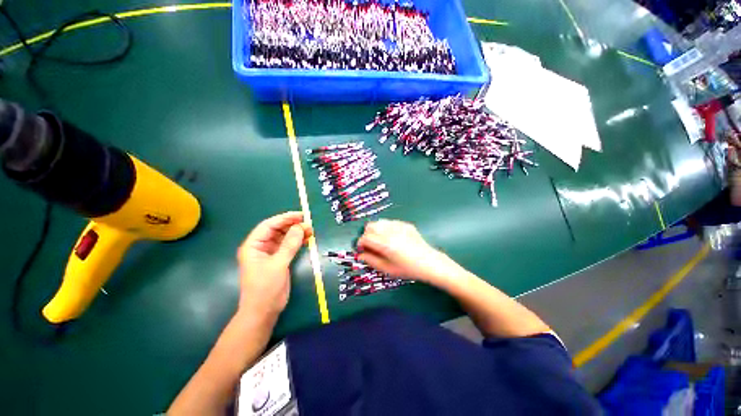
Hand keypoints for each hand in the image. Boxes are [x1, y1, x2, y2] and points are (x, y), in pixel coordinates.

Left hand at [236, 212, 311, 316]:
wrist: (264, 311)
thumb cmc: (265, 288)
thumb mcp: (278, 265)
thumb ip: (289, 245)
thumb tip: (300, 227)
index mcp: (253, 246)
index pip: (268, 225)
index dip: (284, 218)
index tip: (300, 215)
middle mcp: (260, 247)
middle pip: (277, 230)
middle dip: (292, 225)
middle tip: (308, 224)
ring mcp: (270, 253)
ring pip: (284, 237)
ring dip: (296, 233)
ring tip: (310, 231)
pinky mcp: (278, 259)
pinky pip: (288, 246)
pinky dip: (297, 241)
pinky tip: (307, 239)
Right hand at [357, 220, 458, 284]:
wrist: (429, 262)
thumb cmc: (408, 269)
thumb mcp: (387, 269)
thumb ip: (371, 261)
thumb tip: (360, 255)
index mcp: (385, 244)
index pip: (365, 238)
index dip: (360, 244)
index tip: (362, 250)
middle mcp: (391, 231)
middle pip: (370, 226)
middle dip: (367, 235)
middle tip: (371, 245)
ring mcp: (399, 225)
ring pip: (379, 222)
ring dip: (376, 230)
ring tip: (381, 241)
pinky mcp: (405, 224)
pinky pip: (390, 222)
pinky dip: (386, 228)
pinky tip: (392, 238)